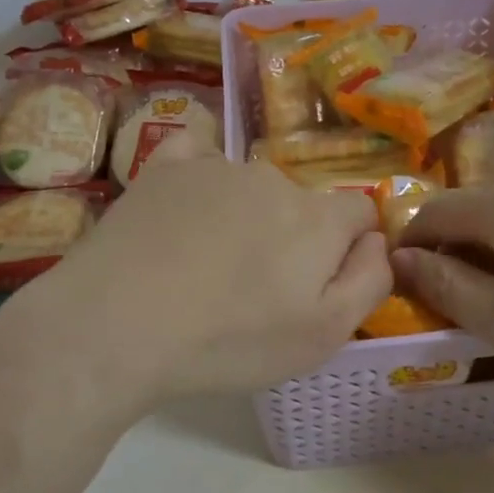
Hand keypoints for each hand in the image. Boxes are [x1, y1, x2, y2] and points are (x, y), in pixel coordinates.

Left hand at [0, 141, 392, 420]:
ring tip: (204, 267)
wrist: (114, 325)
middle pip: (301, 203)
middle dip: (292, 238)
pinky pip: (197, 152)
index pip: (359, 212)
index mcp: (316, 218)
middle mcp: (272, 178)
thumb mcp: (322, 336)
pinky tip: (183, 206)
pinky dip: (199, 173)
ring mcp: (215, 166)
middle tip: (254, 290)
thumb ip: (369, 281)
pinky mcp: (164, 166)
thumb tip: (379, 240)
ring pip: (250, 186)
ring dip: (245, 216)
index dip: (349, 247)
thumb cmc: (228, 340)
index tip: (318, 283)